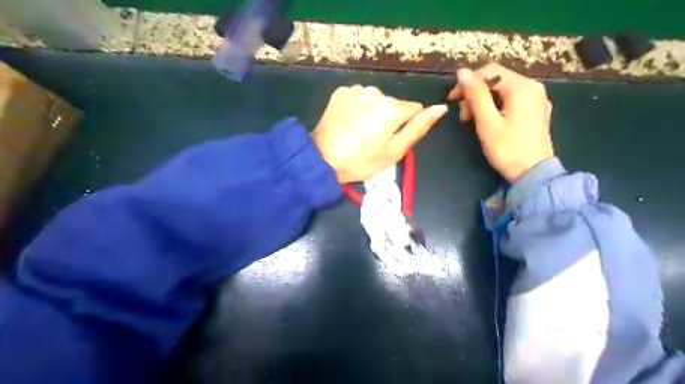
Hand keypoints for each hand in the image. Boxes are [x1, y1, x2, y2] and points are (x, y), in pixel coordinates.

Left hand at [312, 86, 446, 183]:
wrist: (321, 159)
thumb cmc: (361, 161)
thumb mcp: (394, 151)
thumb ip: (418, 128)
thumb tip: (441, 108)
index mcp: (392, 107)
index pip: (413, 109)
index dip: (405, 126)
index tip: (390, 140)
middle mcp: (375, 91)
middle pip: (392, 104)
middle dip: (387, 119)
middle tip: (371, 139)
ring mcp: (356, 89)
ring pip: (375, 100)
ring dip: (371, 112)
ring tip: (357, 132)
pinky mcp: (340, 92)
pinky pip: (357, 98)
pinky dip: (356, 108)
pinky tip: (347, 122)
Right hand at [447, 62, 552, 182]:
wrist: (533, 173)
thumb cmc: (507, 149)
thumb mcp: (487, 122)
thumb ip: (475, 95)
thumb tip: (462, 72)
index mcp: (522, 87)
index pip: (489, 71)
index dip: (468, 82)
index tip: (452, 100)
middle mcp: (532, 87)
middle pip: (496, 80)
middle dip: (475, 94)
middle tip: (463, 116)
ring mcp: (536, 99)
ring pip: (502, 90)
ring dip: (482, 101)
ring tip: (471, 120)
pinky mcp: (535, 111)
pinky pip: (511, 100)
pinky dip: (495, 106)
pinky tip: (487, 120)